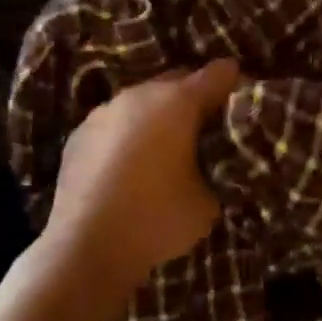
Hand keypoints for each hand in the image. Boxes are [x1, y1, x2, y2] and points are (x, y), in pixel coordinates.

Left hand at [43, 60, 243, 290]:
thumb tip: (207, 168)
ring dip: (156, 117)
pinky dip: (126, 136)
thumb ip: (214, 173)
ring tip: (165, 148)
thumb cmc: (157, 218)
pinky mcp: (78, 135)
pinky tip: (128, 166)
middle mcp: (139, 95)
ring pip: (140, 102)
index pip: (218, 74)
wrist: (86, 245)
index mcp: (178, 102)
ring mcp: (103, 112)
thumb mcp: (207, 203)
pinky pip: (113, 125)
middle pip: (176, 81)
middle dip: (193, 97)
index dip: (234, 82)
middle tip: (206, 127)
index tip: (244, 96)